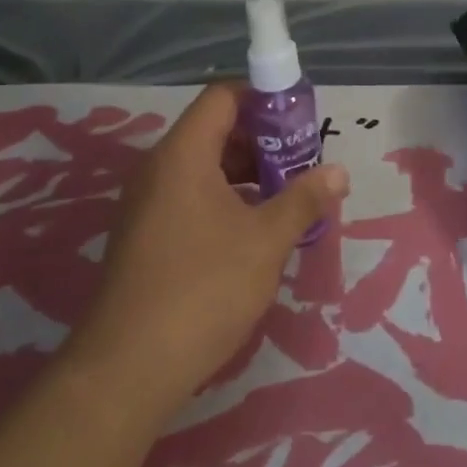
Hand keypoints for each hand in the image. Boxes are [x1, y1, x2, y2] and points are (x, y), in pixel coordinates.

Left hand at [65, 82, 349, 410]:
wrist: (127, 370)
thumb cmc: (203, 289)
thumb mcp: (266, 241)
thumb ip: (304, 199)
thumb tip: (339, 172)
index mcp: (184, 155)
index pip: (223, 97)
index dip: (263, 97)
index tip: (300, 118)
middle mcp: (160, 169)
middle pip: (216, 129)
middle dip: (264, 139)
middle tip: (304, 161)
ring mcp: (149, 204)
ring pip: (206, 166)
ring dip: (249, 172)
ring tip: (290, 194)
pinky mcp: (148, 235)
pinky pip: (193, 195)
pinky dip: (228, 198)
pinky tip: (259, 228)